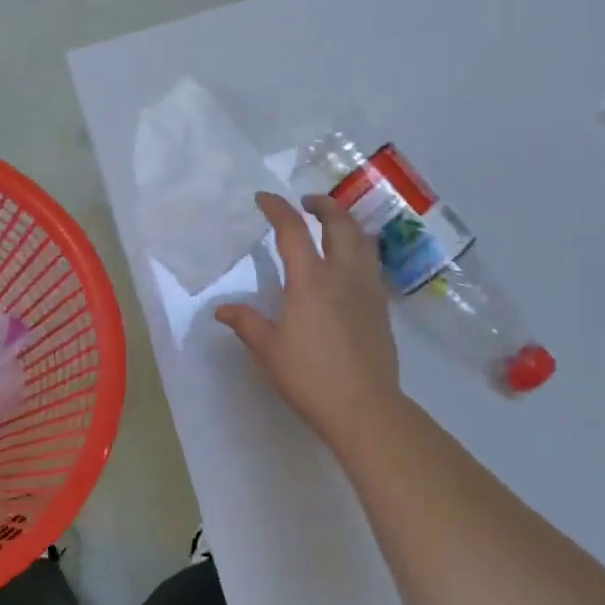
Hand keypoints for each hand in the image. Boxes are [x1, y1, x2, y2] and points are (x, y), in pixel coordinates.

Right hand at [216, 192, 403, 446]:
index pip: (293, 229)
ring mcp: (368, 287)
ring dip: (346, 223)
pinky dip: (359, 248)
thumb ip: (246, 322)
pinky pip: (372, 262)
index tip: (264, 199)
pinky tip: (349, 264)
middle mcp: (343, 273)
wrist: (364, 406)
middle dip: (323, 205)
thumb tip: (222, 309)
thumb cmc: (310, 377)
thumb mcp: (268, 350)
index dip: (277, 208)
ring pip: (363, 239)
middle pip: (339, 223)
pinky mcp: (382, 305)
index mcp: (310, 279)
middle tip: (307, 203)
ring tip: (332, 225)